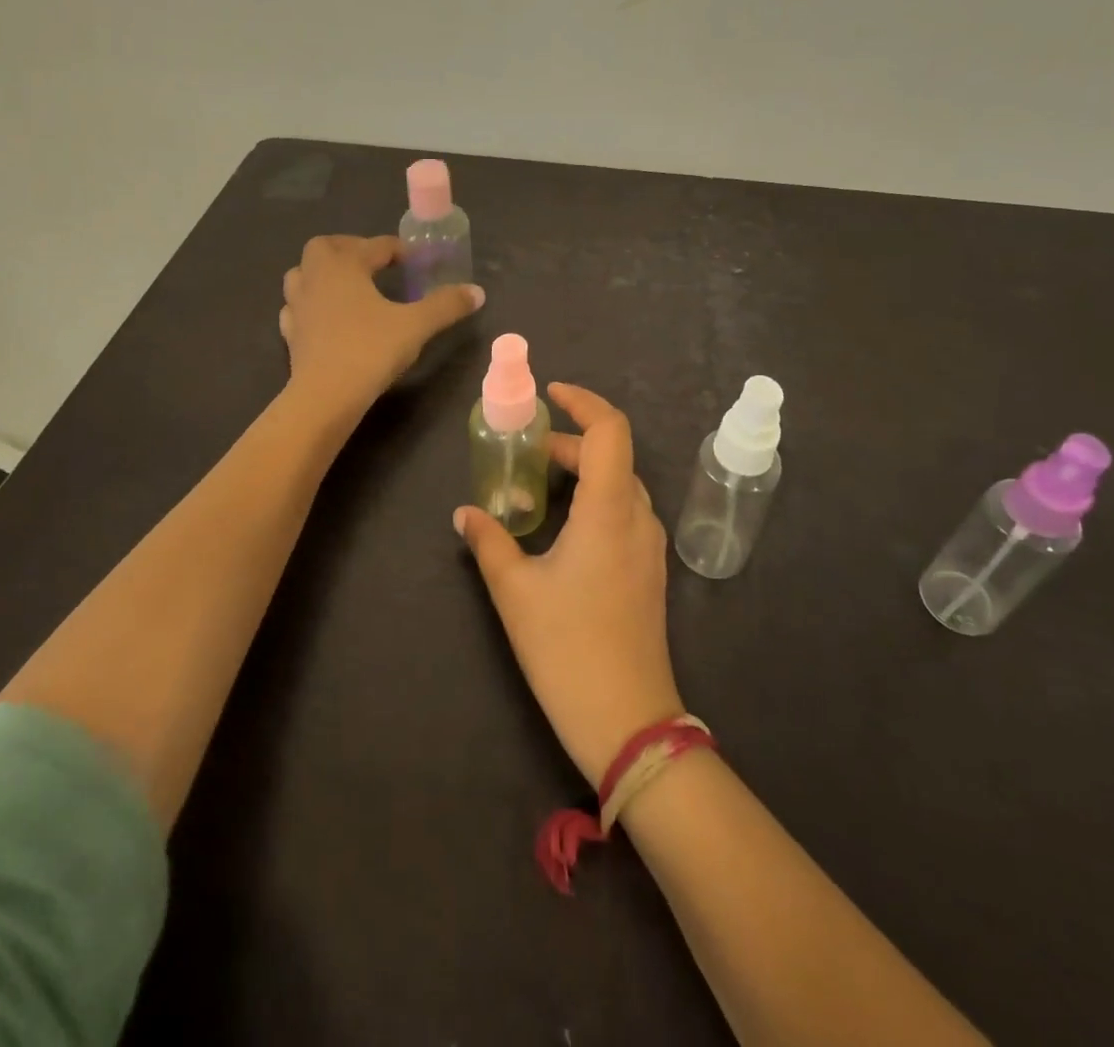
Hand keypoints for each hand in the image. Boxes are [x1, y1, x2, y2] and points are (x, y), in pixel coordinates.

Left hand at [279, 235, 483, 415]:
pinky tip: (328, 318)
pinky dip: (312, 305)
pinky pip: (297, 308)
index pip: (375, 246)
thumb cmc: (370, 350)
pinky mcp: (291, 334)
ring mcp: (298, 306)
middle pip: (324, 248)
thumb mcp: (416, 326)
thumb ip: (446, 305)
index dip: (400, 250)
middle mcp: (315, 278)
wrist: (325, 396)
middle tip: (375, 264)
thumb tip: (478, 292)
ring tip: (350, 287)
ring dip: (324, 273)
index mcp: (343, 265)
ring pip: (303, 275)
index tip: (419, 261)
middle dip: (350, 249)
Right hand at [455, 383, 683, 785]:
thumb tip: (464, 513)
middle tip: (527, 453)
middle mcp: (637, 518)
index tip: (551, 394)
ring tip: (539, 486)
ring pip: (620, 484)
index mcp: (609, 510)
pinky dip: (595, 499)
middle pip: (612, 455)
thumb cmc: (568, 648)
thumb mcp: (515, 591)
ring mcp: (649, 546)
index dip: (583, 402)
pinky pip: (624, 512)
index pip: (610, 430)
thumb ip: (489, 542)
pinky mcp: (649, 570)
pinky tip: (563, 526)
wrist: (628, 719)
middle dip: (571, 442)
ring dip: (583, 471)